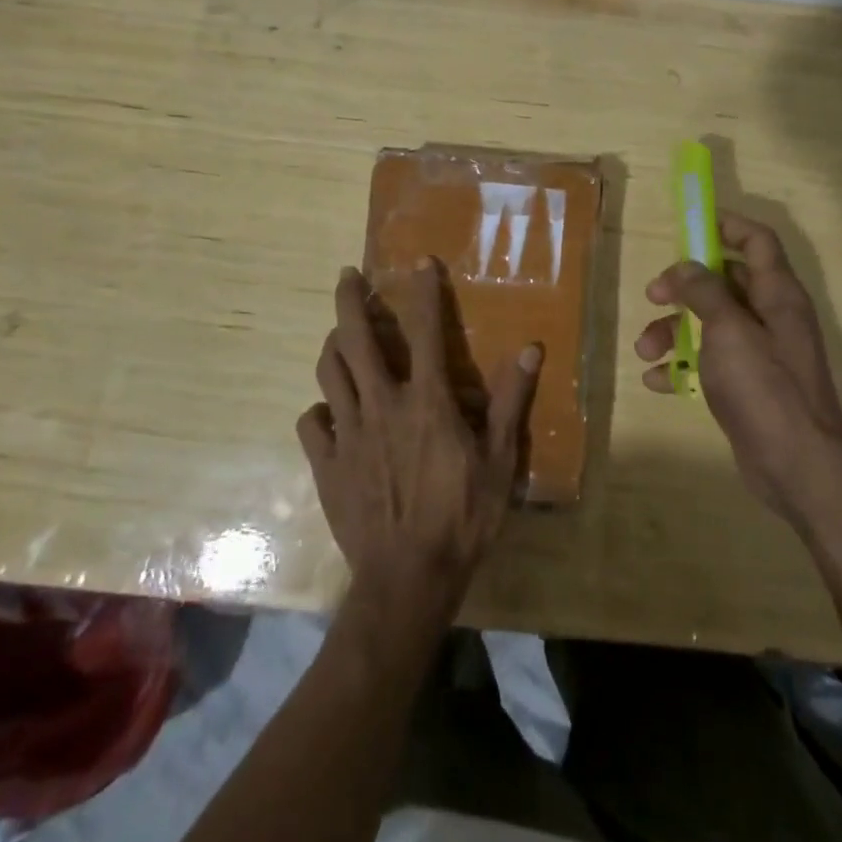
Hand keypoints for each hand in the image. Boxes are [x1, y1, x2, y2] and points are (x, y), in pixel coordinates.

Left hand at [297, 262, 540, 619]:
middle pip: (354, 339)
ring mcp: (347, 434)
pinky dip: (318, 408)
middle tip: (347, 275)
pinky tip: (328, 411)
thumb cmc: (462, 517)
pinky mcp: (325, 464)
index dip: (423, 291)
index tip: (419, 262)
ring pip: (328, 373)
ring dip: (332, 345)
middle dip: (349, 300)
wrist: (407, 580)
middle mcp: (381, 404)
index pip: (425, 330)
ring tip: (338, 334)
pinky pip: (311, 422)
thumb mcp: (499, 461)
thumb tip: (530, 350)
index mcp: (426, 400)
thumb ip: (509, 401)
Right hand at [635, 211, 841, 525]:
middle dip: (684, 286)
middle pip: (724, 281)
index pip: (756, 240)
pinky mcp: (746, 385)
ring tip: (646, 349)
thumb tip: (686, 266)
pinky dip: (681, 366)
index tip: (688, 226)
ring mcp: (759, 352)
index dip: (725, 225)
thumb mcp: (729, 330)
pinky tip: (657, 381)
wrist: (798, 467)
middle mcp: (770, 316)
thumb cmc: (765, 387)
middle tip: (654, 296)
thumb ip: (705, 291)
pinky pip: (708, 361)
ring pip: (709, 323)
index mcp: (776, 293)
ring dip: (673, 330)